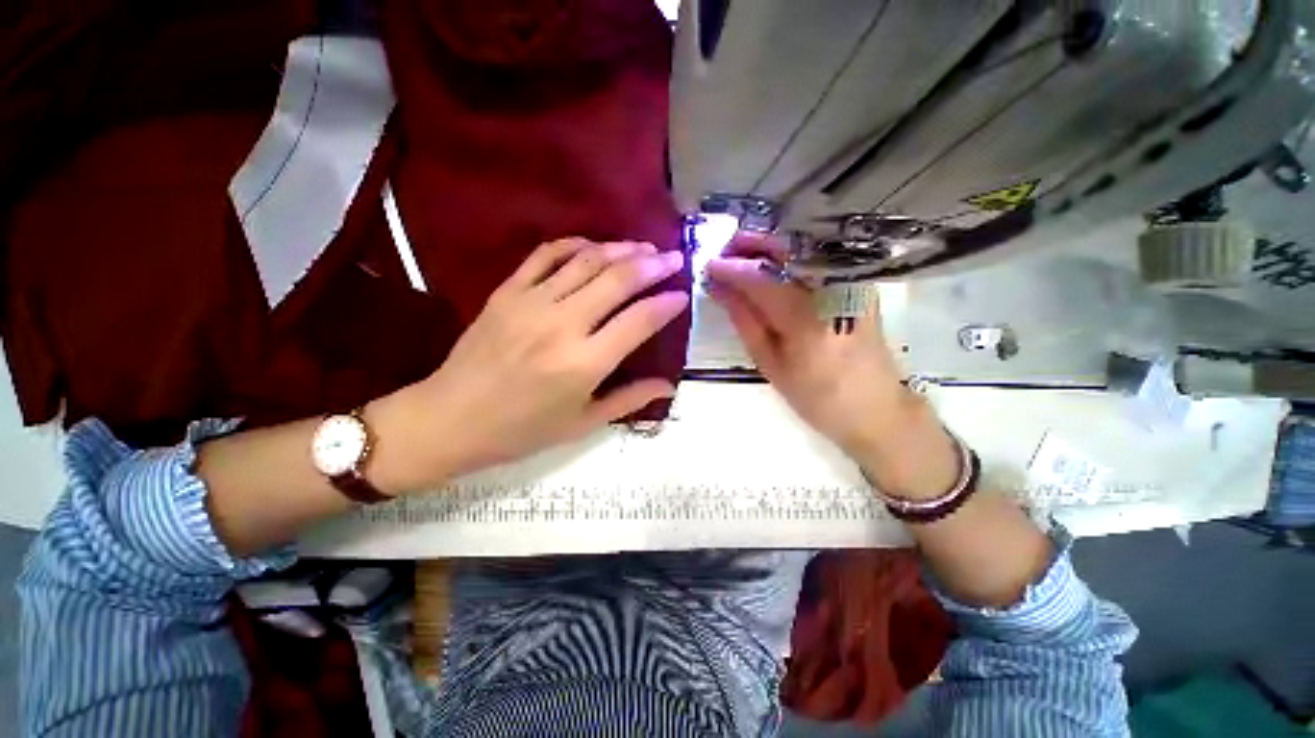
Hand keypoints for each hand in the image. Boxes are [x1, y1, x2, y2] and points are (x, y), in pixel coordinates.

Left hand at [372, 238, 687, 489]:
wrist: (449, 419)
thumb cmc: (521, 431)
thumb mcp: (582, 424)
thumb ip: (629, 400)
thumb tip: (668, 385)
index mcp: (584, 364)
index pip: (639, 321)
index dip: (666, 304)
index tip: (683, 295)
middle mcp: (562, 326)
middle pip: (618, 281)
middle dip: (653, 266)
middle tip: (674, 258)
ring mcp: (531, 303)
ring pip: (586, 261)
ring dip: (621, 250)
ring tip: (645, 248)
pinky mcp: (507, 292)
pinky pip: (546, 255)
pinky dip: (575, 245)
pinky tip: (594, 246)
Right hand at [704, 233, 956, 497]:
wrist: (875, 407)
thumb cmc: (817, 396)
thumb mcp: (771, 365)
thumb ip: (745, 322)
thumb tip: (720, 289)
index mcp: (805, 319)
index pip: (760, 277)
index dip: (730, 267)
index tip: (708, 266)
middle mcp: (831, 290)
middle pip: (785, 248)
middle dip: (749, 243)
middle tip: (724, 253)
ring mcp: (850, 282)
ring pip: (801, 247)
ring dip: (766, 246)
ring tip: (741, 258)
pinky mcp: (859, 283)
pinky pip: (816, 257)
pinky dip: (788, 255)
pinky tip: (771, 266)